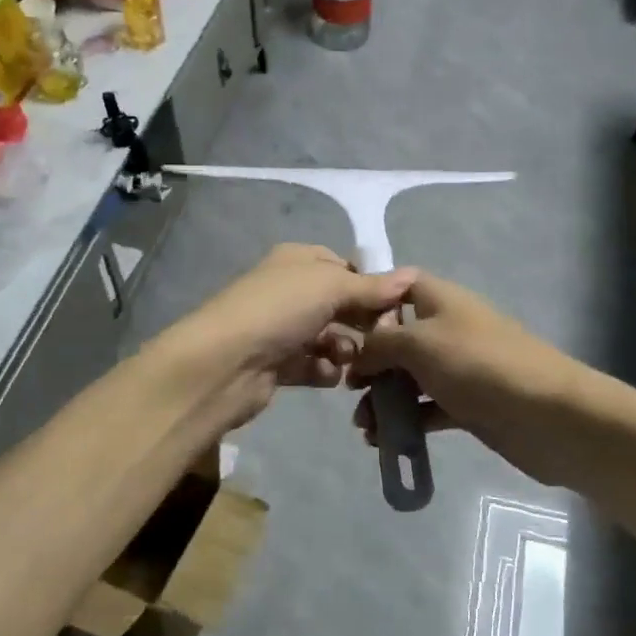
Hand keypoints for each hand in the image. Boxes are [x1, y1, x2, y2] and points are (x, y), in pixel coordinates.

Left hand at [160, 244, 417, 431]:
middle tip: (384, 339)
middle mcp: (290, 290)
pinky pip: (315, 365)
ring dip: (347, 349)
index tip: (396, 306)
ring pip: (331, 337)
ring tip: (353, 361)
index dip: (370, 285)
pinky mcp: (278, 364)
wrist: (224, 364)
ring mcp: (282, 328)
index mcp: (298, 260)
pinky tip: (329, 375)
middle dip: (363, 321)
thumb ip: (371, 287)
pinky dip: (325, 370)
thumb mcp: (330, 286)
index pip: (344, 267)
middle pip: (340, 304)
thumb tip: (411, 277)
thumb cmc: (279, 310)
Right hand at [349, 272, 590, 487]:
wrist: (546, 414)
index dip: (369, 302)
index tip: (339, 328)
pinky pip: (427, 408)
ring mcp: (459, 367)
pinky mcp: (468, 404)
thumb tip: (357, 354)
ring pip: (410, 377)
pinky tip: (383, 441)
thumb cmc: (477, 364)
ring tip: (364, 426)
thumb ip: (379, 343)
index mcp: (439, 299)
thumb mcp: (419, 343)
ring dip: (384, 398)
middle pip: (398, 337)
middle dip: (370, 362)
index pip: (398, 286)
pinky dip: (406, 421)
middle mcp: (448, 328)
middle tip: (348, 388)